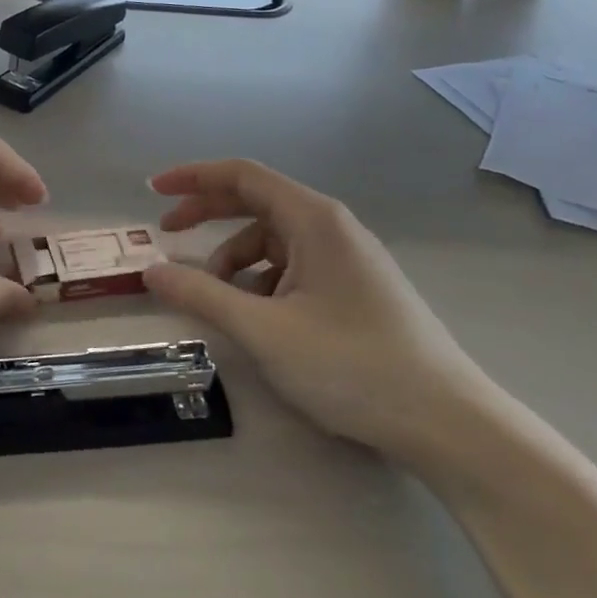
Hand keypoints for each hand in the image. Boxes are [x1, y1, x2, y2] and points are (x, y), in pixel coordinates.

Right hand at [142, 160, 495, 460]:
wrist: (446, 422)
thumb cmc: (351, 365)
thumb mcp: (263, 330)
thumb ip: (200, 295)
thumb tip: (150, 270)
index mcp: (313, 220)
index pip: (242, 175)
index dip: (193, 178)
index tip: (153, 192)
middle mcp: (332, 228)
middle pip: (256, 203)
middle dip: (207, 216)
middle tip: (165, 236)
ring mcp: (347, 259)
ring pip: (273, 242)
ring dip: (234, 261)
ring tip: (217, 301)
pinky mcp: (355, 289)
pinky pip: (293, 269)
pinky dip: (261, 283)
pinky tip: (257, 319)